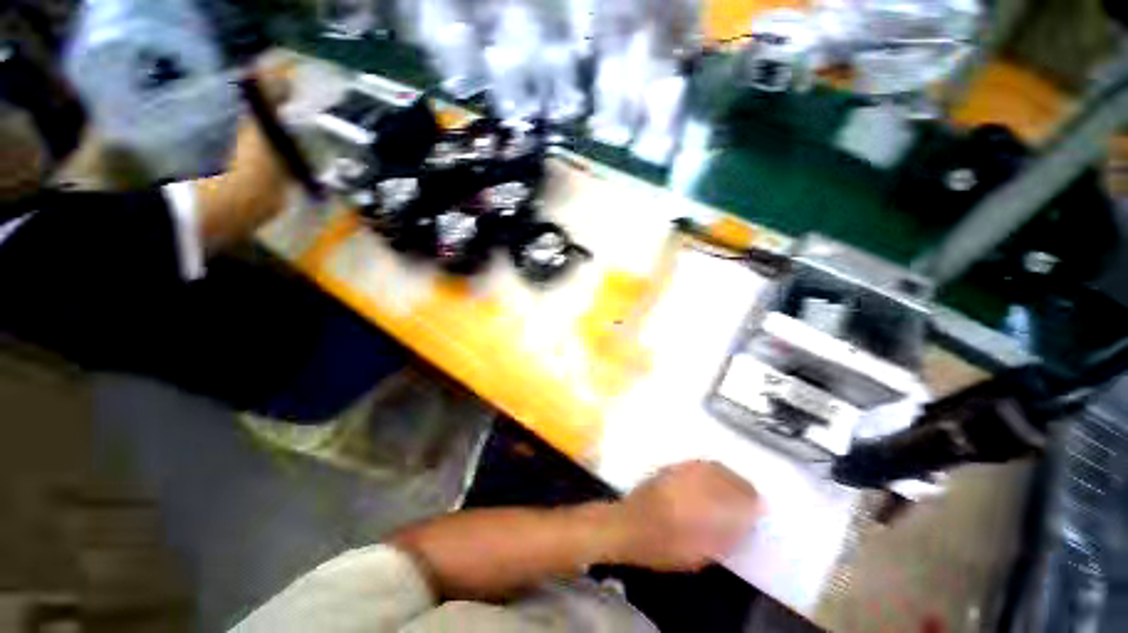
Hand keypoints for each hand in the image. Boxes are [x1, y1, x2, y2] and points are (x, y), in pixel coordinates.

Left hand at [607, 461, 761, 571]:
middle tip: (750, 494)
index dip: (750, 500)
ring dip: (726, 474)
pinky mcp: (669, 467)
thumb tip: (744, 522)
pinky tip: (712, 477)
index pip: (735, 495)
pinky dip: (710, 469)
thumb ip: (724, 535)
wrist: (627, 525)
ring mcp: (679, 470)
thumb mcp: (699, 552)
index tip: (759, 506)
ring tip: (735, 485)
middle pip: (724, 475)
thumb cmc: (663, 545)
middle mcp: (692, 480)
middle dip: (741, 484)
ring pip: (710, 466)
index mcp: (702, 503)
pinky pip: (696, 463)